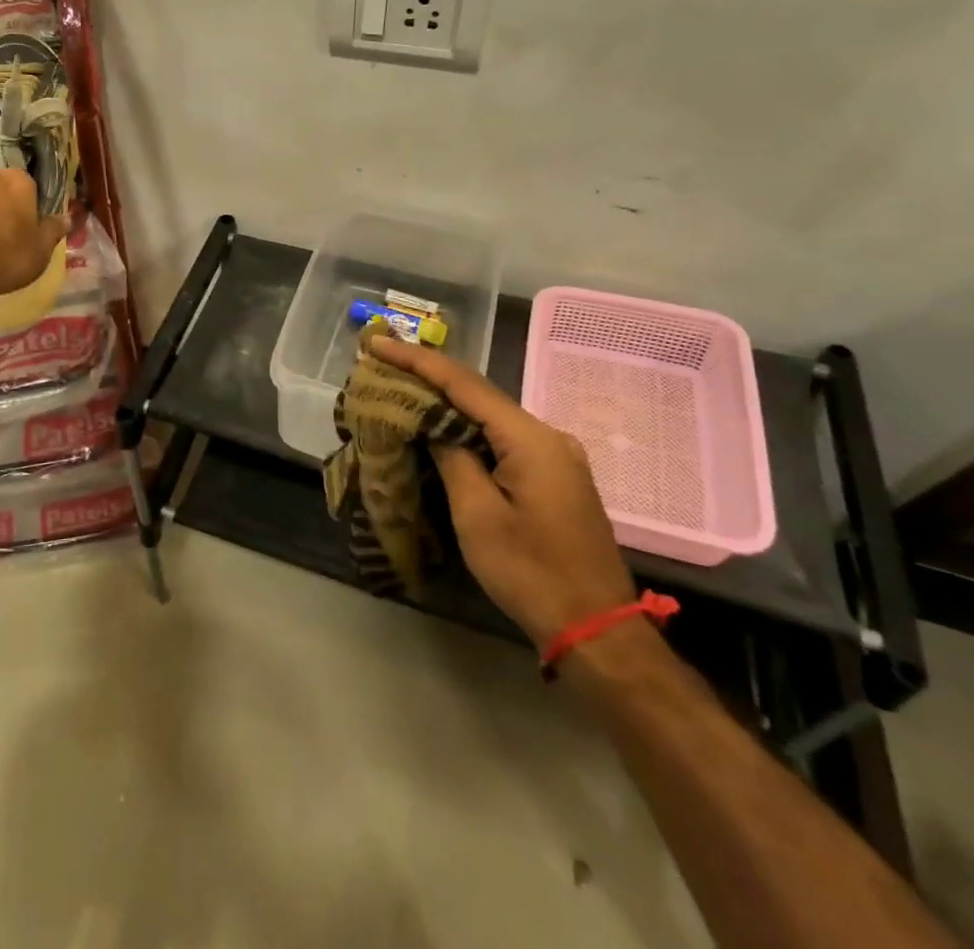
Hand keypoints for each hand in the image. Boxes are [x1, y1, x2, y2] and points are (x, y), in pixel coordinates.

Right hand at [367, 334, 636, 645]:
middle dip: (428, 375)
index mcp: (531, 438)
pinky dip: (466, 427)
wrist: (597, 631)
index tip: (377, 343)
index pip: (463, 384)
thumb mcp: (477, 515)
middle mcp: (548, 435)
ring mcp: (555, 456)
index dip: (416, 360)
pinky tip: (441, 427)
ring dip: (445, 402)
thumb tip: (433, 424)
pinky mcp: (554, 476)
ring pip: (489, 415)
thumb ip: (452, 457)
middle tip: (381, 362)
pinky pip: (502, 437)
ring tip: (401, 388)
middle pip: (478, 393)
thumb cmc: (531, 573)